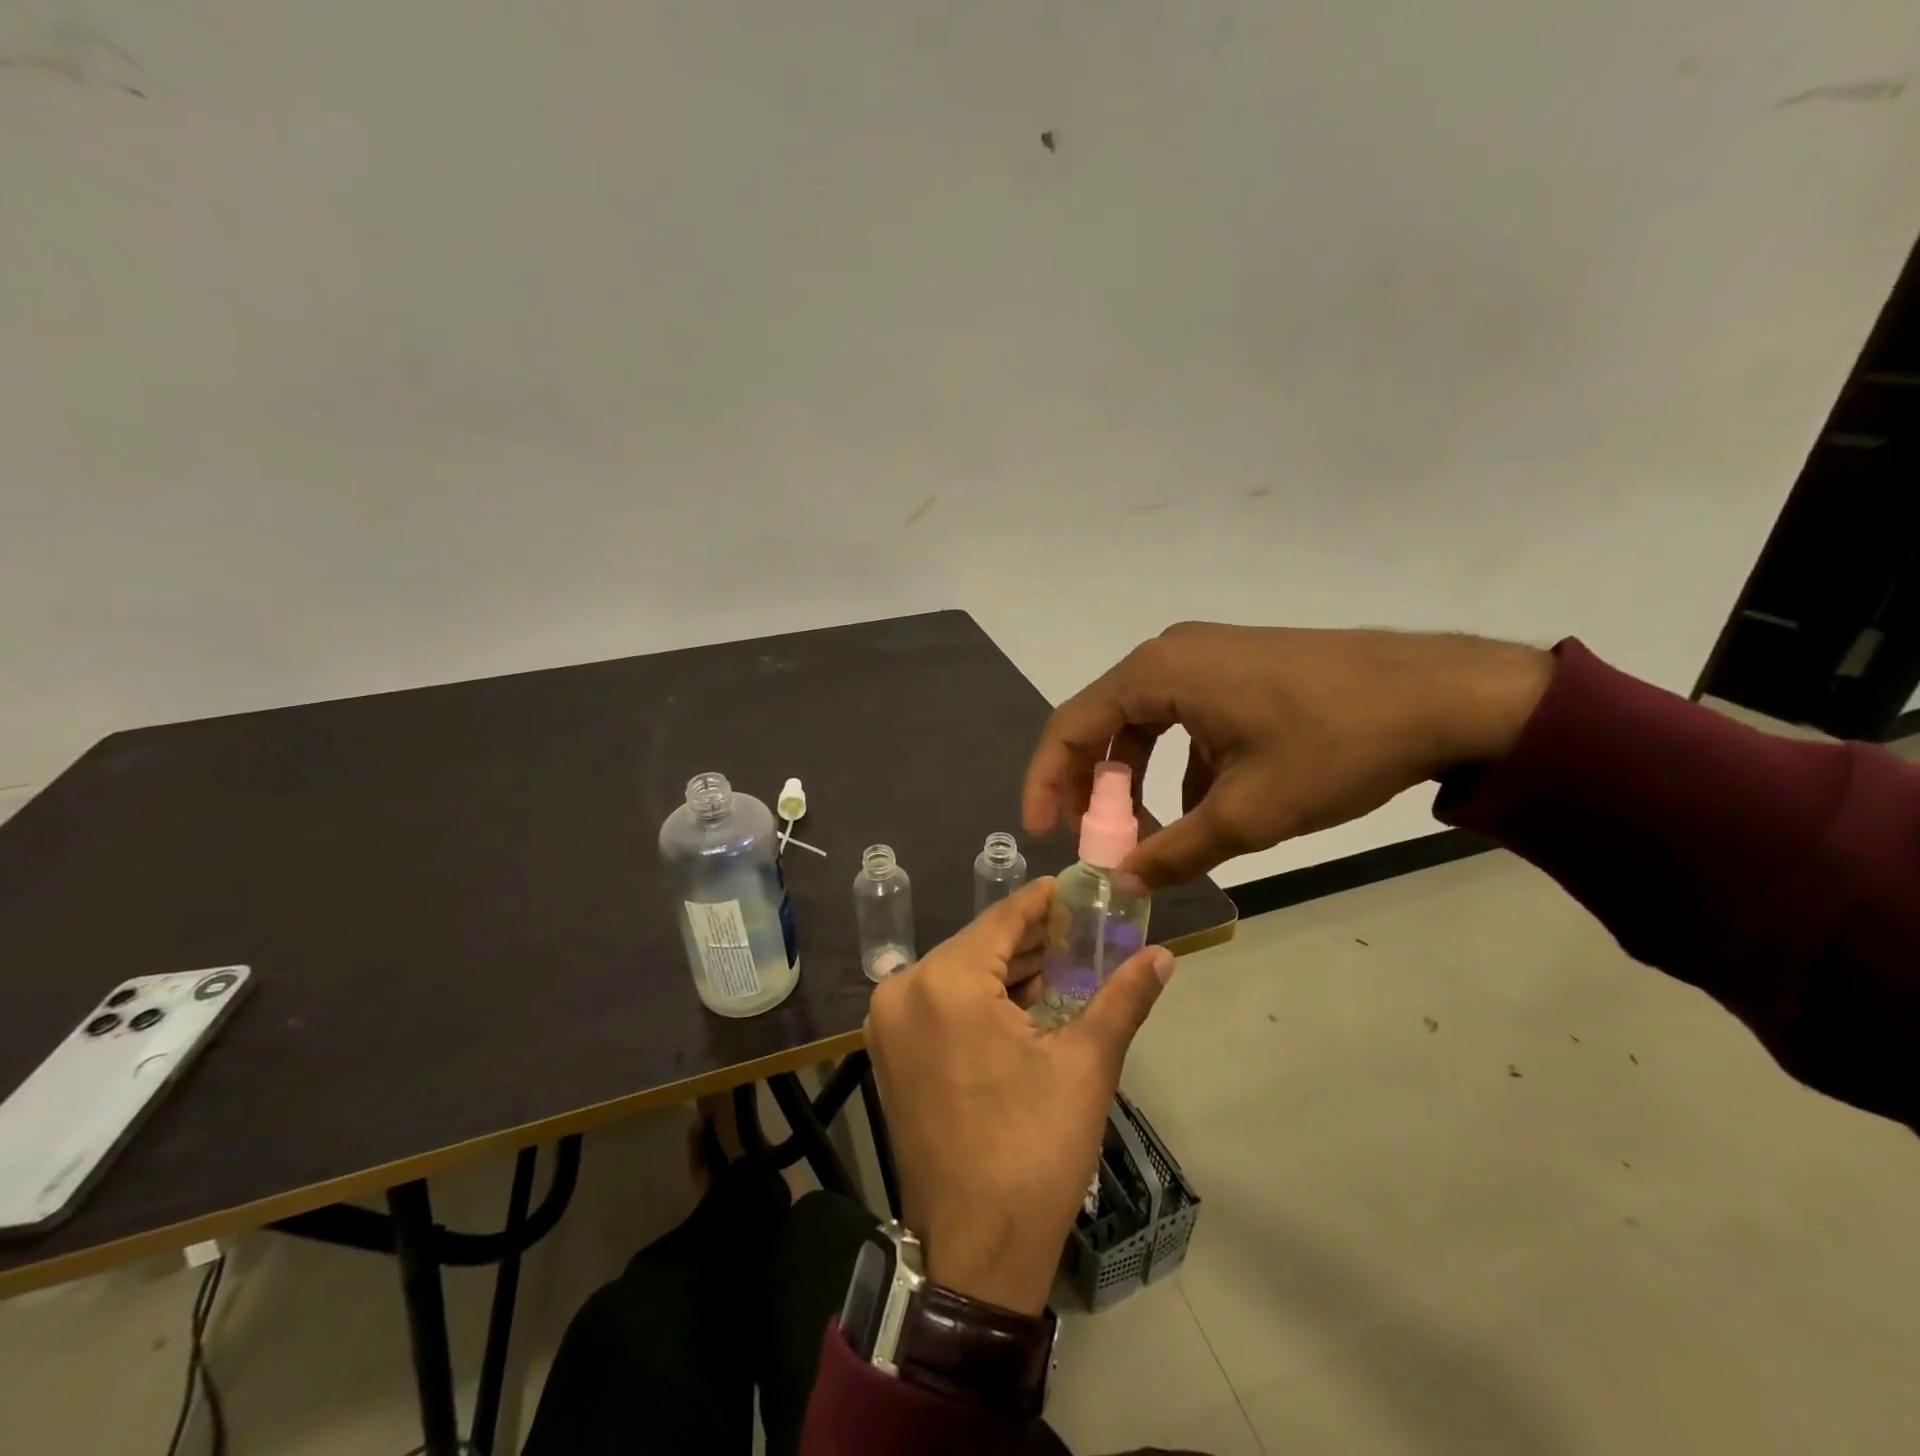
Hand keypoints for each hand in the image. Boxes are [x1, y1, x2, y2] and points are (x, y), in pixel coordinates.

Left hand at [865, 878, 1173, 1315]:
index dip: (1043, 901)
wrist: (974, 1252)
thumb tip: (1164, 956)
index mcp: (945, 982)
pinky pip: (941, 1001)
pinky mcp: (890, 1050)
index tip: (1078, 888)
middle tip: (1085, 930)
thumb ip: (1122, 998)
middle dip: (1032, 938)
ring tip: (1065, 962)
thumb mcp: (1085, 1066)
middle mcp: (904, 989)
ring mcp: (889, 1022)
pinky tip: (1025, 1000)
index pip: (1002, 918)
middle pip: (979, 944)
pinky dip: (980, 997)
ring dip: (1008, 968)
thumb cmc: (1033, 1151)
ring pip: (959, 972)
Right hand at [1023, 623, 1554, 888]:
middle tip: (1091, 837)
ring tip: (1148, 830)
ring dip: (1135, 776)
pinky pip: (1183, 715)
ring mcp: (1207, 655)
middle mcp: (1169, 653)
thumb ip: (1173, 851)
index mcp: (1156, 674)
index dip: (1046, 781)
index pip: (1070, 725)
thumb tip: (1122, 883)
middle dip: (1091, 784)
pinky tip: (1203, 803)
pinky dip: (1177, 761)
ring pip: (1143, 721)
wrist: (1445, 696)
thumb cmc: (1334, 747)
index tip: (1044, 832)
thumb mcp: (1247, 814)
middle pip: (1102, 721)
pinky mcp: (1238, 666)